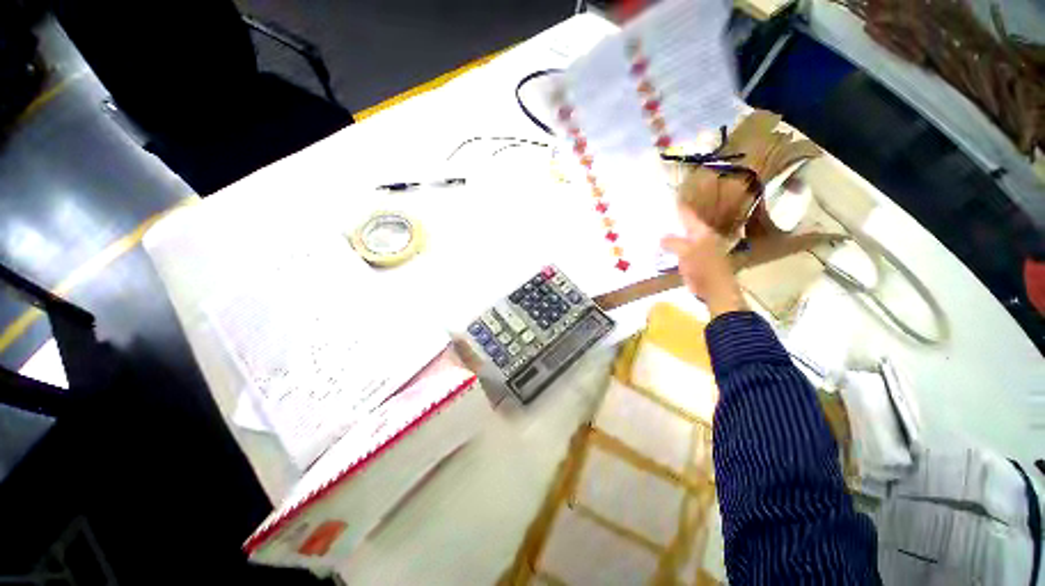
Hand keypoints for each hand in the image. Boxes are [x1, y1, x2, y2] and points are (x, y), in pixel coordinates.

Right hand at [661, 202, 746, 317]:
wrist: (715, 290)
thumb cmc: (703, 268)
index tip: (666, 199)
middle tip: (653, 217)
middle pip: (683, 226)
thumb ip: (673, 242)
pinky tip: (658, 250)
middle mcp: (700, 238)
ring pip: (679, 239)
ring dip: (668, 237)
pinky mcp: (692, 262)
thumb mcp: (686, 252)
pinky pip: (677, 252)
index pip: (688, 215)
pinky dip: (668, 250)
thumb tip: (661, 237)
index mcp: (702, 232)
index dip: (678, 207)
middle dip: (669, 222)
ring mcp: (696, 250)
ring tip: (653, 232)